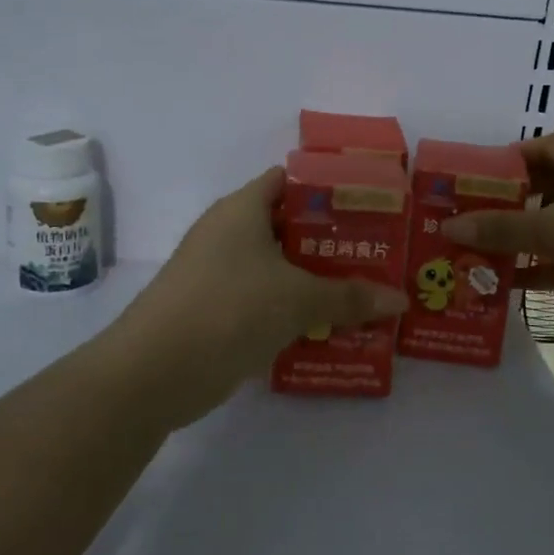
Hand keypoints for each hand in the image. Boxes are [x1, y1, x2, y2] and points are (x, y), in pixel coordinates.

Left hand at [109, 168, 407, 417]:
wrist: (153, 373)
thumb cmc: (229, 311)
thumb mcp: (297, 300)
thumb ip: (350, 297)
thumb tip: (400, 299)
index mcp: (242, 210)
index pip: (289, 181)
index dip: (329, 188)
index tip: (370, 204)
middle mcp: (227, 234)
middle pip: (288, 227)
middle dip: (332, 241)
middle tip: (378, 253)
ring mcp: (217, 274)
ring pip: (277, 268)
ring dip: (315, 280)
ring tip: (363, 291)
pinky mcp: (214, 311)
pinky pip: (263, 300)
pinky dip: (292, 309)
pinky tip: (327, 326)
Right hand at [442, 134, 553, 339]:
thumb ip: (501, 228)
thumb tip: (450, 226)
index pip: (546, 147)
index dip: (512, 157)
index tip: (477, 175)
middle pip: (549, 190)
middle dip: (511, 204)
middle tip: (471, 217)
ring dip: (522, 242)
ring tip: (478, 252)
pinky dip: (541, 271)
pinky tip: (506, 284)